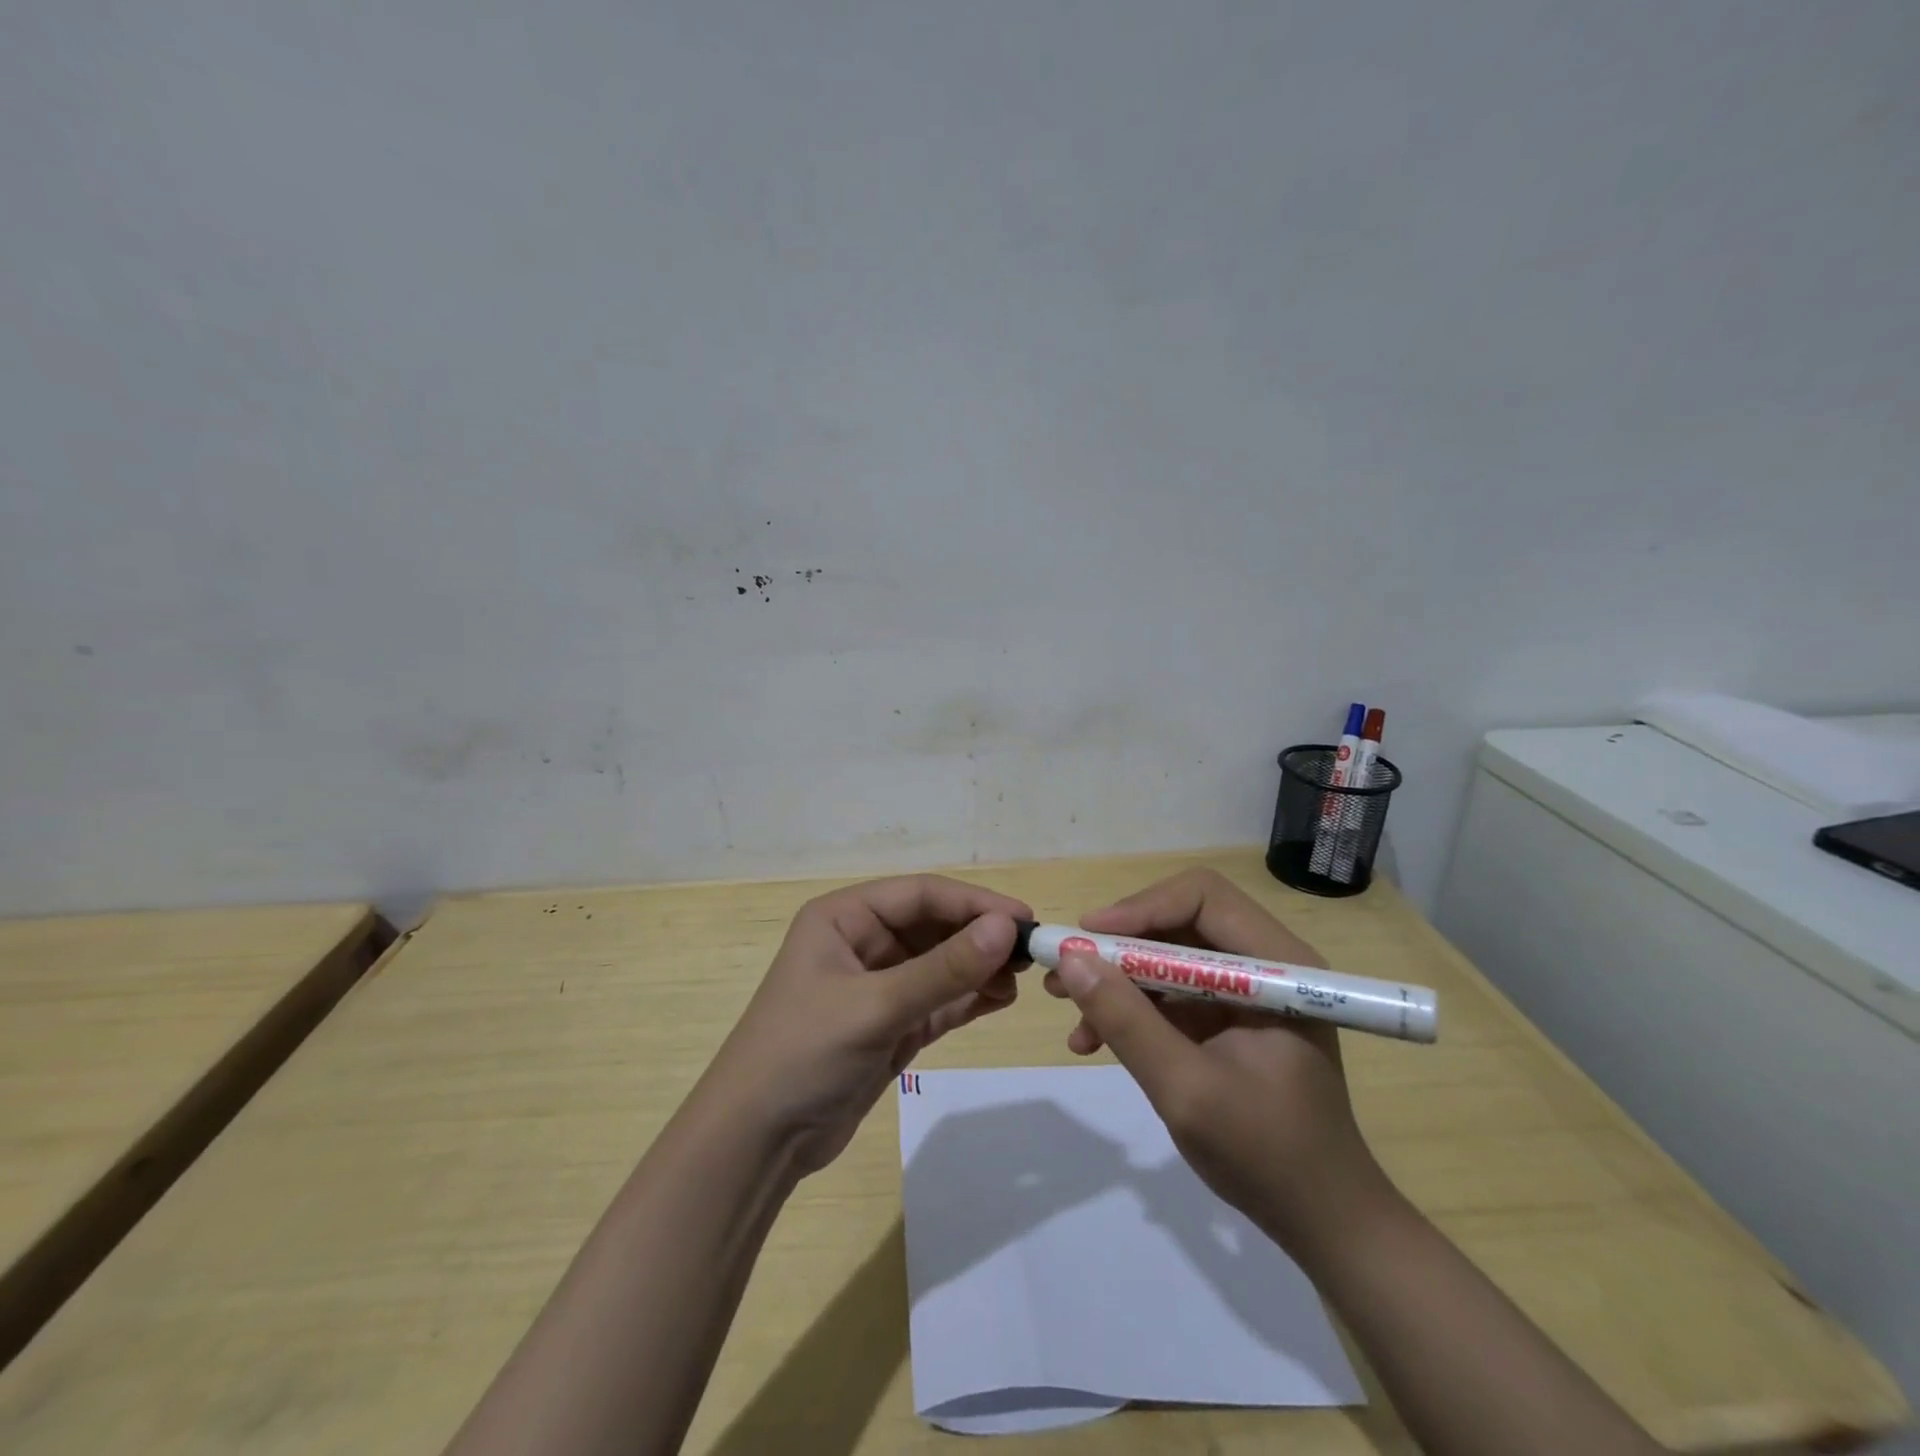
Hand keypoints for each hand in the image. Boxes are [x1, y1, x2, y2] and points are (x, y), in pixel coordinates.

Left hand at [704, 875, 1031, 1176]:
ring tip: (1021, 980)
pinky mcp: (890, 1025)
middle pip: (934, 926)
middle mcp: (862, 942)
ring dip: (979, 968)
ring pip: (941, 964)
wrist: (756, 1143)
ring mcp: (878, 986)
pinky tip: (1002, 999)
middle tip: (1032, 953)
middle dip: (981, 937)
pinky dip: (968, 998)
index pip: (921, 895)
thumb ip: (943, 969)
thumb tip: (1007, 928)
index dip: (974, 903)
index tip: (1025, 920)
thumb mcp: (875, 1006)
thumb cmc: (803, 1054)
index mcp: (844, 917)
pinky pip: (939, 1000)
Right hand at [1044, 867, 1385, 1251]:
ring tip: (1064, 1002)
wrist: (1321, 1222)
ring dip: (1116, 976)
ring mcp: (1245, 992)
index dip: (1142, 908)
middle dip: (1118, 944)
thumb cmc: (1267, 1155)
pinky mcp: (1228, 1018)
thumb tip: (1070, 959)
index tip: (1088, 937)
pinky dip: (1131, 1008)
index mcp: (1276, 965)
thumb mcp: (1186, 1089)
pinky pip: (1170, 992)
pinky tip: (1093, 1039)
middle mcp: (1263, 964)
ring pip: (1167, 956)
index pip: (1204, 898)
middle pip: (1179, 921)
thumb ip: (1127, 1021)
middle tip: (1066, 965)